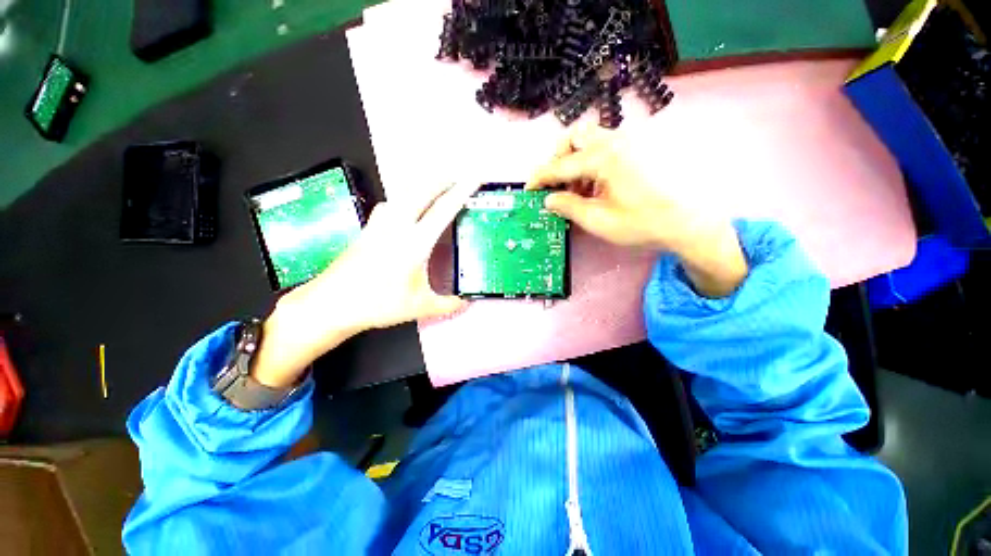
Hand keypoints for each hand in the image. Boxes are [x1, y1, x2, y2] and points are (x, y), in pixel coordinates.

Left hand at [250, 181, 480, 388]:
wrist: (331, 304)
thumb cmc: (377, 304)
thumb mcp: (419, 306)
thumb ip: (447, 304)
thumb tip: (466, 303)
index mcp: (414, 243)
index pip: (443, 210)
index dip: (461, 191)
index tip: (474, 178)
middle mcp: (396, 226)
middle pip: (421, 190)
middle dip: (443, 179)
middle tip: (459, 176)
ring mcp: (379, 224)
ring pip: (404, 193)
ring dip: (423, 185)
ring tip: (437, 186)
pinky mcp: (368, 228)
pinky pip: (391, 202)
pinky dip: (405, 196)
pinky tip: (407, 206)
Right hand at [527, 126, 747, 297]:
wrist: (688, 222)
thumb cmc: (641, 223)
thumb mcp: (598, 220)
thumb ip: (568, 206)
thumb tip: (548, 199)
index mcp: (604, 157)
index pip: (561, 164)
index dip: (540, 177)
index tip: (529, 188)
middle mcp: (616, 141)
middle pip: (576, 136)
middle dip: (559, 157)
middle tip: (556, 183)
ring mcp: (630, 142)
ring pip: (591, 139)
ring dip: (576, 161)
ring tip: (577, 190)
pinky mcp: (638, 148)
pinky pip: (606, 147)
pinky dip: (592, 162)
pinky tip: (596, 186)